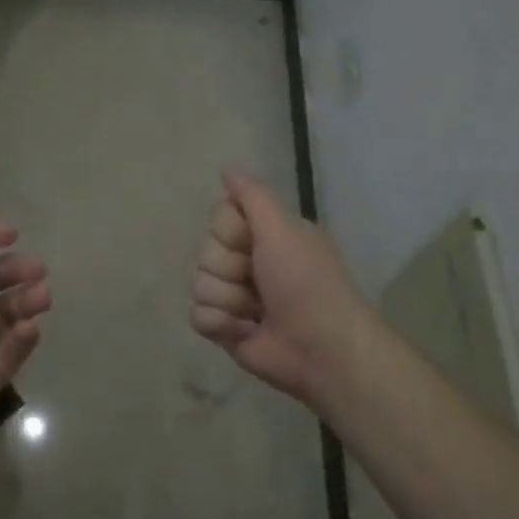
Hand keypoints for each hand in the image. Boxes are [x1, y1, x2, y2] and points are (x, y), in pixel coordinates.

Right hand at [190, 170, 376, 407]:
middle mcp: (246, 261)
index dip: (229, 232)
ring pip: (198, 284)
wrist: (322, 349)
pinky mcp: (224, 328)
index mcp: (263, 235)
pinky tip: (245, 331)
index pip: (217, 218)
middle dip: (228, 269)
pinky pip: (197, 315)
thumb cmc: (306, 283)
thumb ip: (253, 196)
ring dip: (228, 300)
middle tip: (259, 282)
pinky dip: (221, 324)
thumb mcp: (283, 229)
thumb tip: (227, 169)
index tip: (254, 243)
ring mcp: (234, 296)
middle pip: (204, 251)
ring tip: (256, 312)